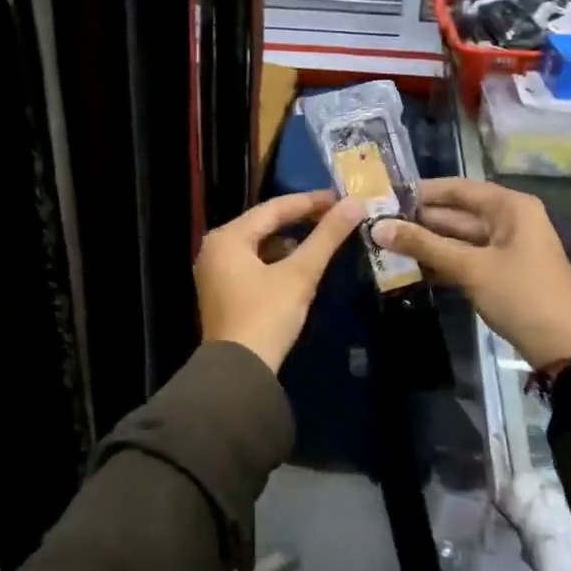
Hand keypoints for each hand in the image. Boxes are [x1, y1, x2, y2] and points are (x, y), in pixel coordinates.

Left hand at [196, 191, 365, 370]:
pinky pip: (253, 263)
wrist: (239, 372)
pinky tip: (300, 263)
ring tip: (322, 236)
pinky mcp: (222, 292)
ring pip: (259, 244)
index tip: (340, 198)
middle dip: (300, 219)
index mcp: (227, 237)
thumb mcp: (300, 274)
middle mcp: (215, 248)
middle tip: (334, 214)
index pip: (273, 208)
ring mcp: (215, 272)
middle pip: (263, 224)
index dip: (310, 201)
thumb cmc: (266, 316)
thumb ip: (326, 237)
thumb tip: (355, 204)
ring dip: (290, 240)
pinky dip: (277, 259)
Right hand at [373, 178, 570, 369]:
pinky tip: (409, 267)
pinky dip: (440, 261)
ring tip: (384, 245)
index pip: (457, 188)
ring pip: (456, 238)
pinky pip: (463, 258)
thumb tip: (378, 228)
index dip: (420, 192)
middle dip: (418, 221)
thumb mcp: (470, 268)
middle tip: (375, 225)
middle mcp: (508, 220)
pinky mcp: (499, 272)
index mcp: (509, 207)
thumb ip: (423, 246)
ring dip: (425, 243)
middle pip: (455, 213)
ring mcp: (504, 247)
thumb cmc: (521, 296)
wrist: (566, 348)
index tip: (383, 197)